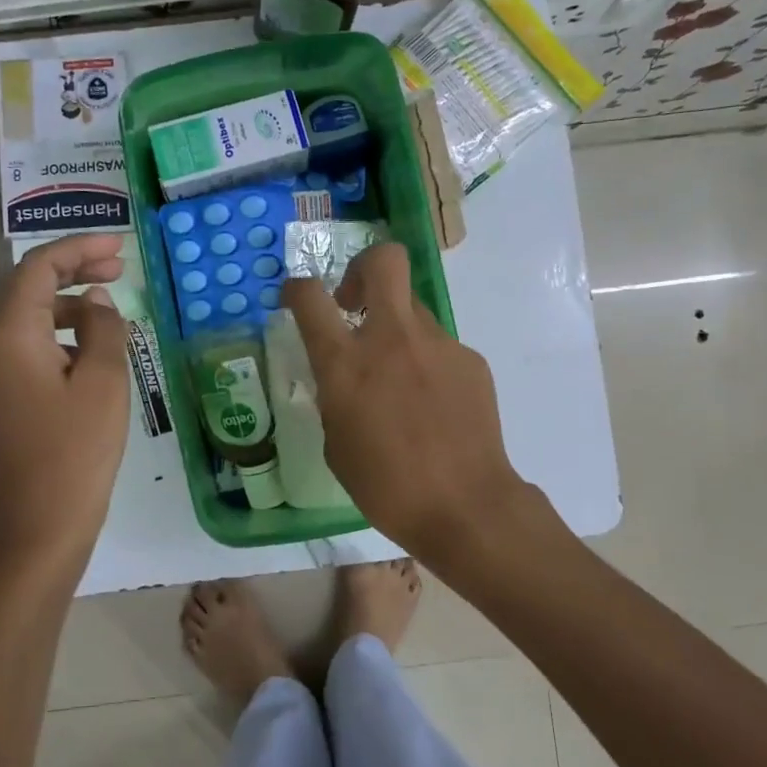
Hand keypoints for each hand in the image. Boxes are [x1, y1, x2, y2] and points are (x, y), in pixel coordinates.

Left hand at [0, 234, 128, 565]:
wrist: (42, 524)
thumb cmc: (78, 450)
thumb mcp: (103, 380)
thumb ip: (102, 327)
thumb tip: (96, 302)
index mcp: (8, 336)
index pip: (38, 269)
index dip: (79, 248)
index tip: (118, 246)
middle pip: (27, 289)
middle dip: (73, 271)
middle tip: (119, 267)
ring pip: (26, 319)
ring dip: (67, 305)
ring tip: (111, 307)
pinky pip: (24, 347)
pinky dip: (57, 336)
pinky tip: (90, 348)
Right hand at [283, 243, 526, 555]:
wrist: (465, 505)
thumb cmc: (385, 486)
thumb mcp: (336, 443)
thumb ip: (335, 396)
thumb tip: (345, 378)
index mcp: (346, 362)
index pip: (309, 296)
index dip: (296, 288)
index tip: (296, 298)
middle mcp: (392, 338)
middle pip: (384, 260)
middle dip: (363, 267)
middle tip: (354, 302)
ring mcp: (437, 344)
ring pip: (413, 309)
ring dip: (397, 329)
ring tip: (400, 380)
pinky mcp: (470, 360)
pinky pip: (439, 347)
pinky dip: (427, 364)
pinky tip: (433, 406)